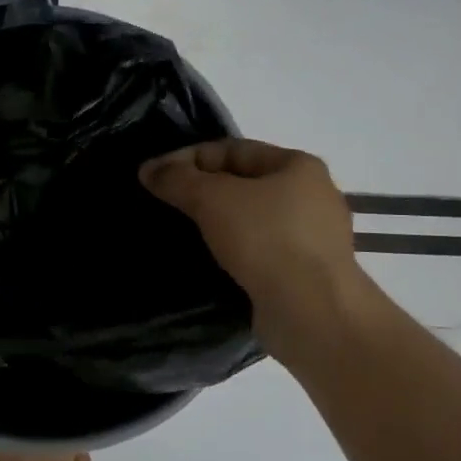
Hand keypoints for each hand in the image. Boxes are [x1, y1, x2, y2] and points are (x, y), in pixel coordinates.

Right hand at [140, 139, 367, 359]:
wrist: (311, 311)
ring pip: (250, 219)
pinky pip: (259, 251)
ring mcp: (313, 237)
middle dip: (202, 191)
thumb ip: (176, 179)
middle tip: (166, 204)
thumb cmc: (265, 239)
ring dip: (216, 223)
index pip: (232, 149)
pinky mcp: (306, 273)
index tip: (155, 176)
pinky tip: (210, 261)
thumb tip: (148, 169)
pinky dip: (233, 251)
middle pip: (242, 183)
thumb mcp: (211, 198)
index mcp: (298, 166)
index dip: (189, 158)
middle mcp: (312, 196)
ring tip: (182, 233)